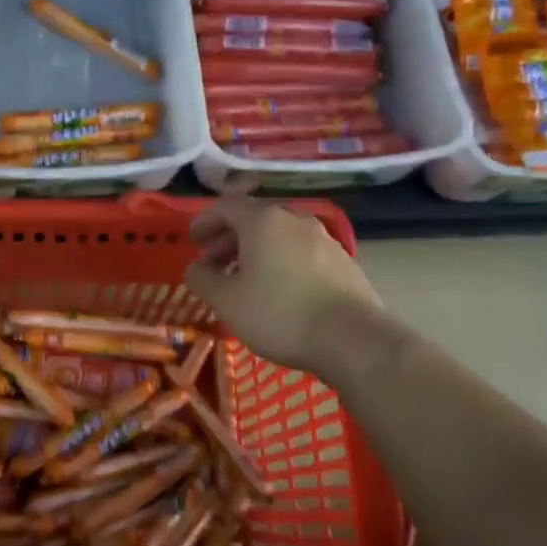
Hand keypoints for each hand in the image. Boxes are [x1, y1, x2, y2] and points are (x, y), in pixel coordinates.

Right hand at [183, 196, 382, 371]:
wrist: (354, 340)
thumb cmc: (279, 313)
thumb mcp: (226, 301)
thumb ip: (202, 279)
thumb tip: (195, 267)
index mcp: (264, 221)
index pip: (226, 205)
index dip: (205, 220)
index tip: (193, 241)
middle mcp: (295, 221)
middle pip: (254, 220)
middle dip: (229, 239)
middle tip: (214, 264)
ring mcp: (325, 240)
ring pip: (280, 237)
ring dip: (256, 253)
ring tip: (245, 282)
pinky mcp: (344, 263)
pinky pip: (301, 255)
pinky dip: (281, 264)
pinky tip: (279, 293)